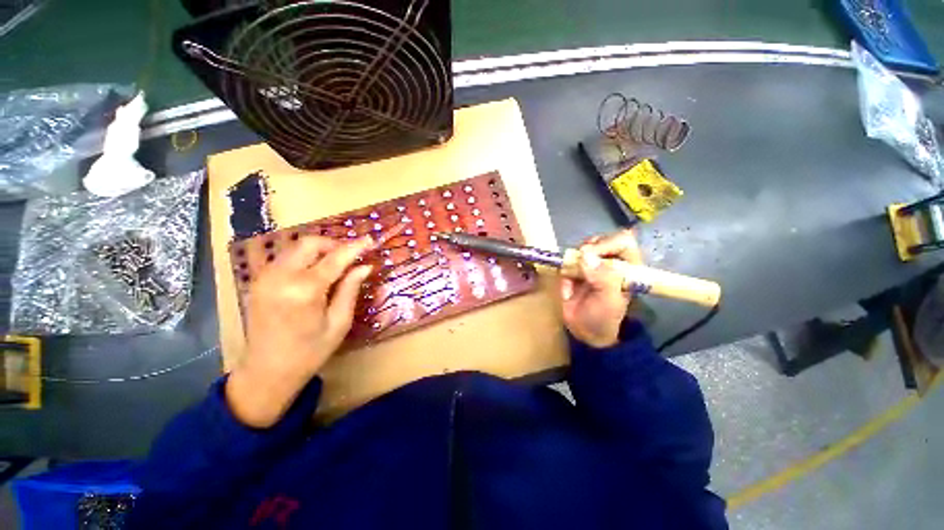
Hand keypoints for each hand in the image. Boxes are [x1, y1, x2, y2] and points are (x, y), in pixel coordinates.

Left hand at [227, 235, 373, 427]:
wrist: (266, 372)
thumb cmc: (310, 351)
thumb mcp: (339, 322)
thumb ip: (350, 289)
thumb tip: (365, 266)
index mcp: (305, 290)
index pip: (335, 258)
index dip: (356, 247)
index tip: (370, 240)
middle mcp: (281, 276)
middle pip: (310, 243)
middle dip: (334, 244)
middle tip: (351, 256)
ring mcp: (265, 277)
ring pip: (295, 246)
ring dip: (319, 249)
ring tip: (336, 263)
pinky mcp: (258, 280)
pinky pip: (285, 257)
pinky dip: (304, 257)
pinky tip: (315, 271)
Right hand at [560, 229, 642, 347]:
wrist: (584, 331)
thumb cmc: (603, 318)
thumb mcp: (608, 301)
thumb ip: (602, 278)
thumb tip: (585, 255)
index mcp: (629, 267)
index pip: (622, 242)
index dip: (606, 244)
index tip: (589, 254)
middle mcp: (612, 262)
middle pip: (602, 240)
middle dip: (589, 248)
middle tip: (579, 260)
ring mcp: (594, 265)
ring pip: (586, 246)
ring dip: (577, 256)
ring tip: (573, 269)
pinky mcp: (577, 269)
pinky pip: (570, 258)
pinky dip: (566, 265)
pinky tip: (567, 278)